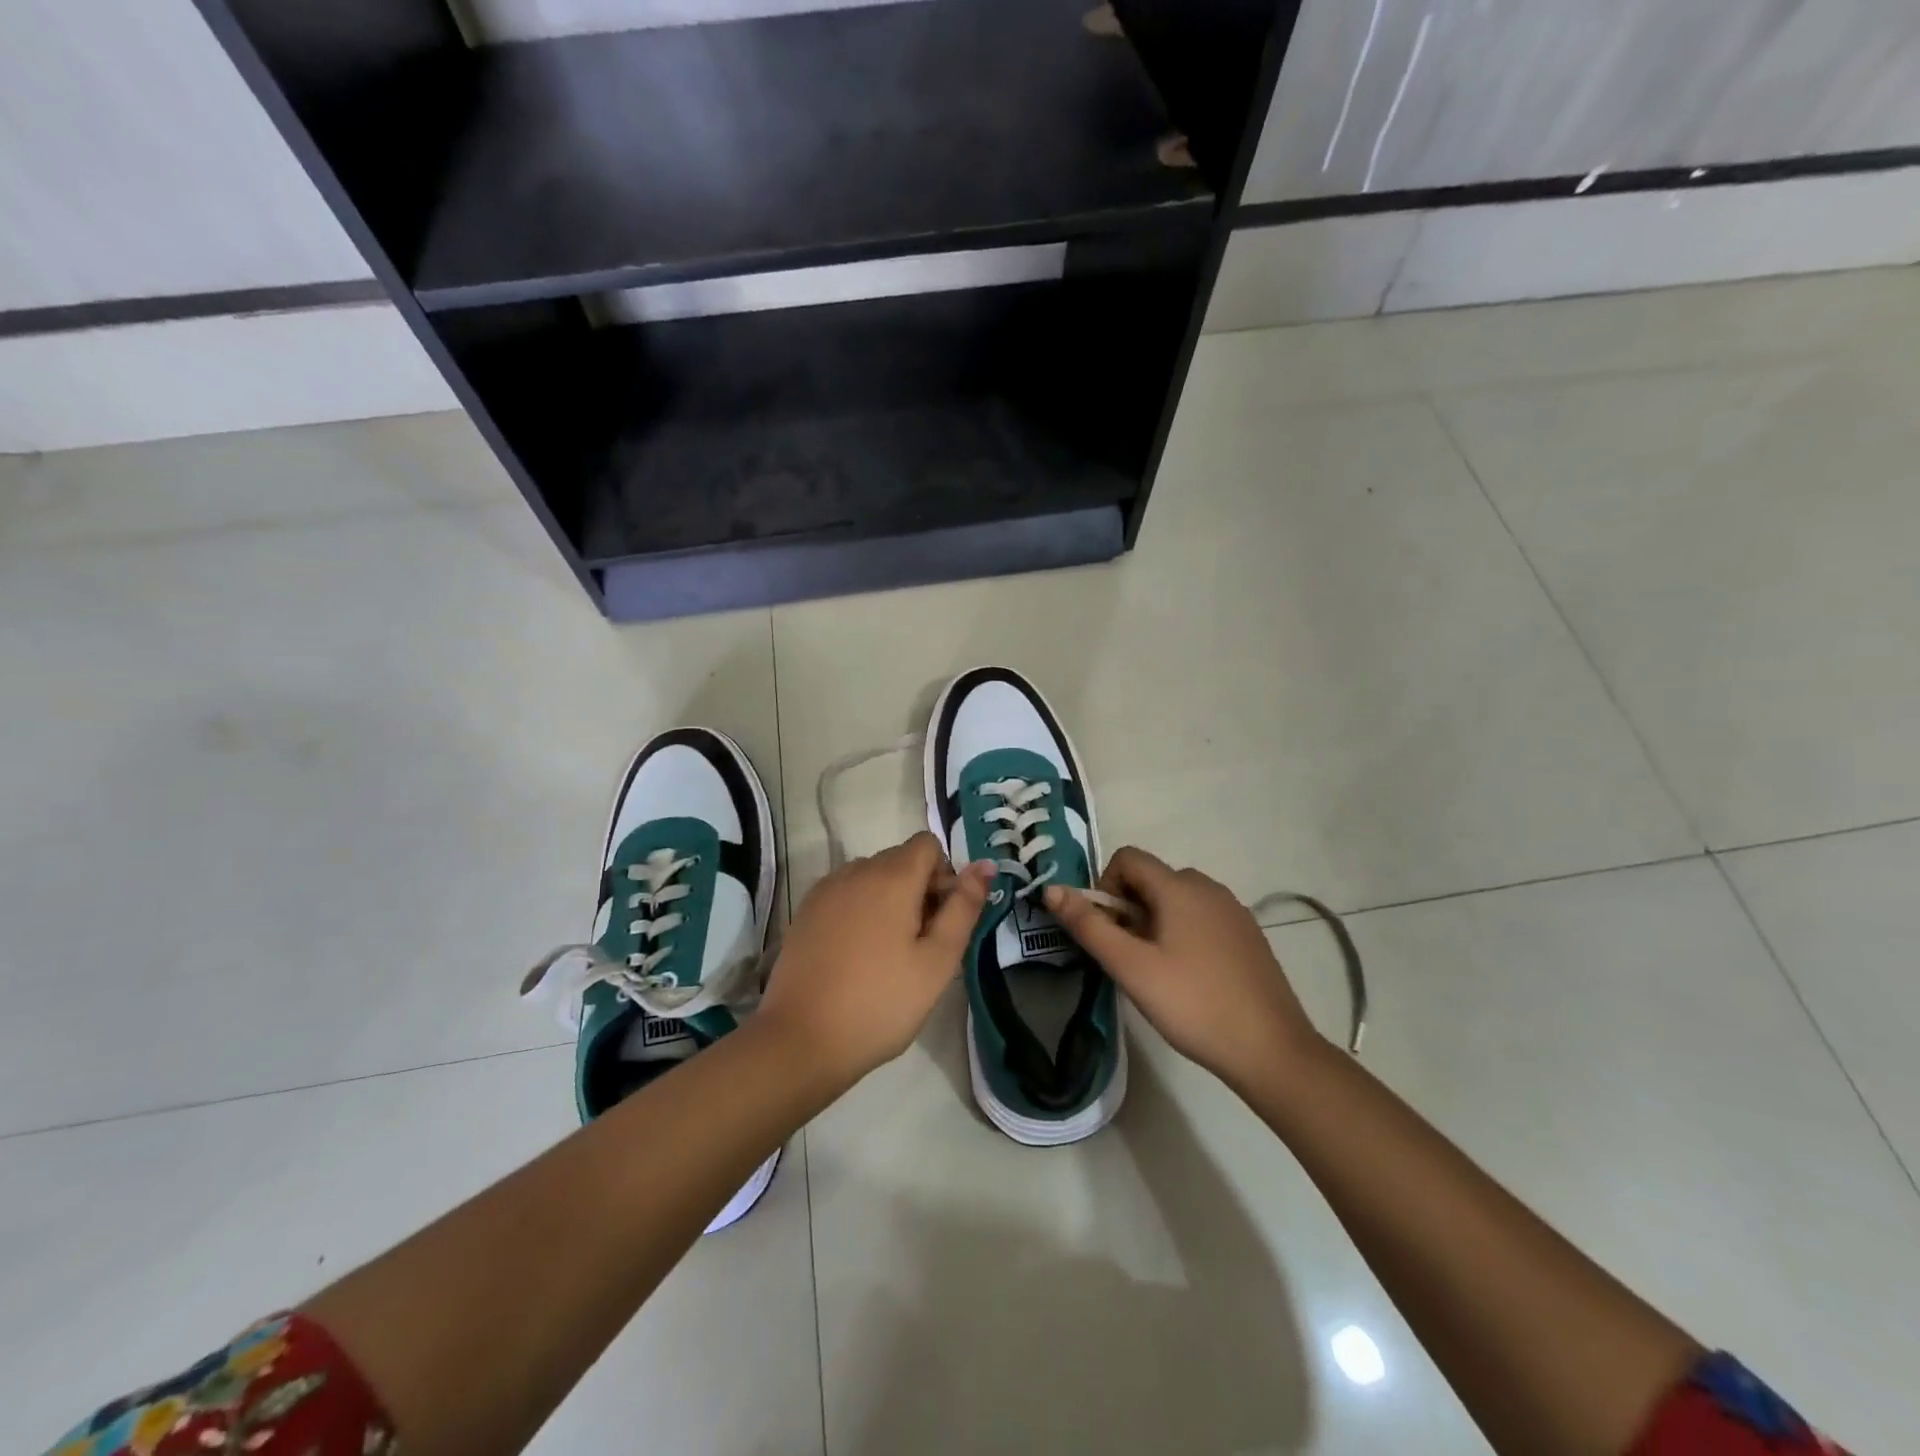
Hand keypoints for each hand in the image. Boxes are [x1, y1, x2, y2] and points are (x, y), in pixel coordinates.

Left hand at [759, 832, 994, 1088]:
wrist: (801, 1039)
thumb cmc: (881, 1002)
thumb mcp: (937, 961)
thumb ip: (964, 908)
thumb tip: (985, 865)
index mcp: (892, 877)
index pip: (928, 844)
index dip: (944, 874)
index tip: (942, 918)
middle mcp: (856, 871)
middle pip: (899, 859)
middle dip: (919, 888)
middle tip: (921, 943)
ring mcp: (826, 890)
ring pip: (871, 876)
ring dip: (888, 898)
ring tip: (888, 952)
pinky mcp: (806, 911)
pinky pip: (845, 893)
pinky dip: (860, 909)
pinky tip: (857, 954)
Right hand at [1044, 847, 1325, 1094]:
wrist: (1271, 1050)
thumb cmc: (1193, 1004)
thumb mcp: (1131, 967)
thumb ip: (1089, 926)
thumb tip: (1052, 889)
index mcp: (1180, 887)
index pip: (1128, 858)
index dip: (1105, 886)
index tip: (1106, 930)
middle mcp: (1209, 887)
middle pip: (1152, 878)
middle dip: (1128, 907)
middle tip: (1127, 957)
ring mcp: (1233, 910)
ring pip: (1177, 899)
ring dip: (1154, 921)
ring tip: (1156, 970)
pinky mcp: (1248, 934)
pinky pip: (1202, 917)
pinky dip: (1183, 932)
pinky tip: (1189, 977)